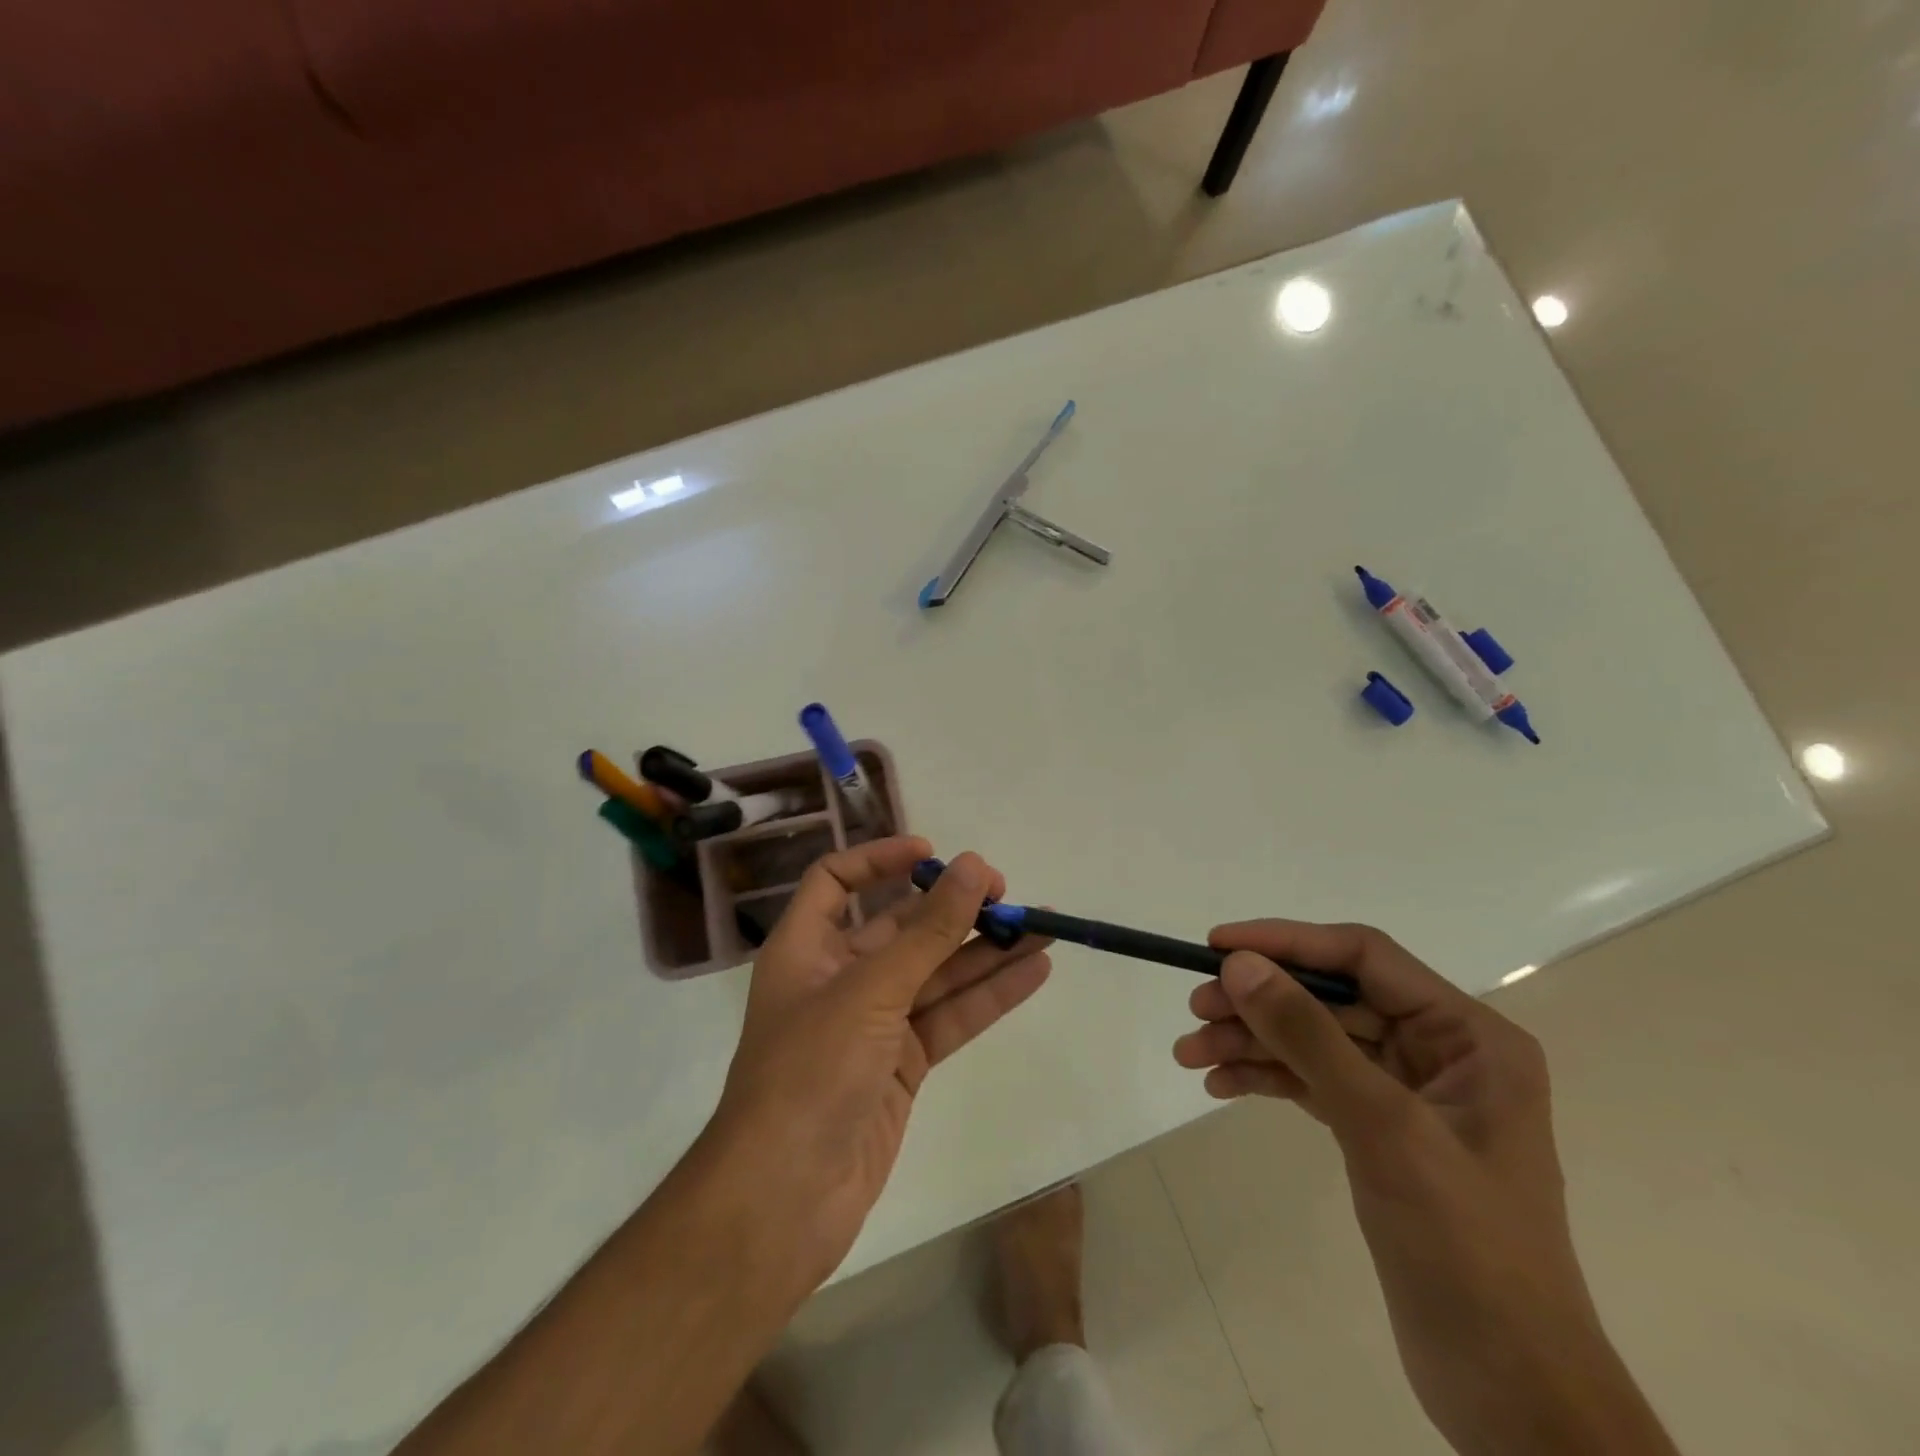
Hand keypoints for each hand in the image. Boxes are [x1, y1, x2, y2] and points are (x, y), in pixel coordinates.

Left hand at [710, 837, 1050, 1290]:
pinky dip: (989, 995)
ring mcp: (872, 1024)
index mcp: (806, 948)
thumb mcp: (871, 990)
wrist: (784, 1200)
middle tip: (1009, 893)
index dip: (879, 859)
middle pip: (901, 928)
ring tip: (1043, 924)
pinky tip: (1034, 971)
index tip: (932, 854)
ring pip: (936, 973)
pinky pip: (950, 1017)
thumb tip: (974, 867)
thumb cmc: (810, 1073)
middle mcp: (838, 978)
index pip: (836, 882)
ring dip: (985, 950)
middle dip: (953, 908)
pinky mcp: (902, 1066)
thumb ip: (930, 932)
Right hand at [1174, 923, 1674, 1455]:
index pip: (1364, 956)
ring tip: (1190, 1053)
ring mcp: (1409, 1093)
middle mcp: (1441, 1052)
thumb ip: (1309, 1036)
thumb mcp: (1382, 1127)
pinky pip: (1313, 1081)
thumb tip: (1240, 964)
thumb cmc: (1464, 1247)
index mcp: (1468, 1036)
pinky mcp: (1380, 1132)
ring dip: (1252, 1040)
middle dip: (1261, 1001)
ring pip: (1315, 1039)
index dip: (1287, 942)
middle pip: (1332, 998)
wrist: (1509, 1391)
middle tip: (1195, 1008)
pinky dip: (1267, 1077)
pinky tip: (1220, 1084)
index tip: (1217, 946)